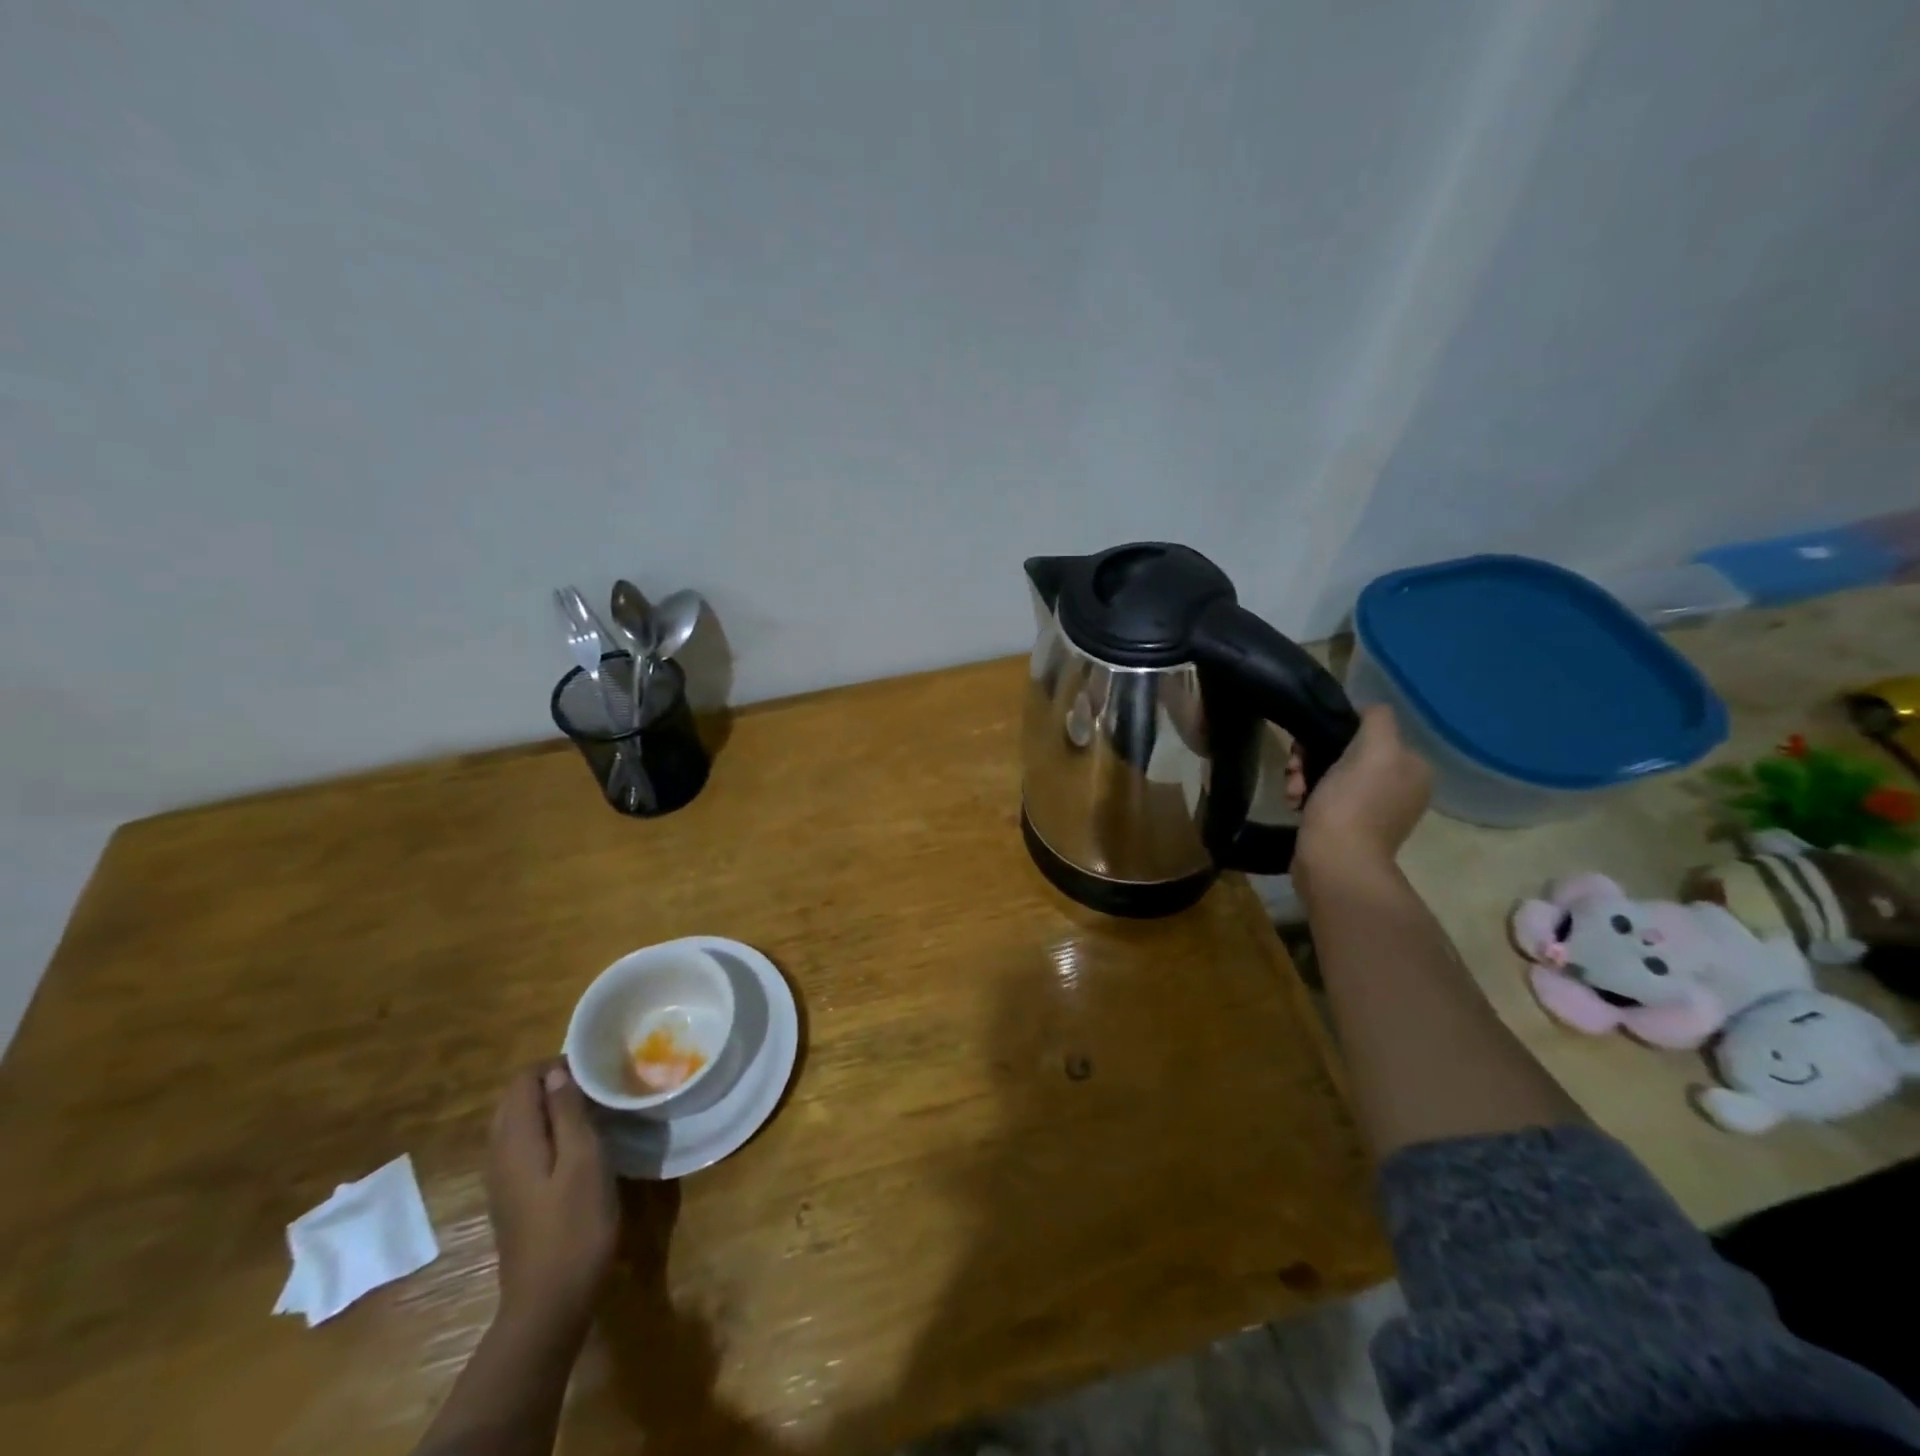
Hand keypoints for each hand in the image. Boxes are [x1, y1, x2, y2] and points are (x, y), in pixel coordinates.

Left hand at [485, 1063, 618, 1338]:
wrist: (549, 1303)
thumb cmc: (574, 1225)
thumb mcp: (583, 1159)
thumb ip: (567, 1112)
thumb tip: (556, 1072)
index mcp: (514, 1140)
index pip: (523, 1080)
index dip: (557, 1065)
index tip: (596, 1070)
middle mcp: (499, 1154)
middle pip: (516, 1100)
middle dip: (553, 1084)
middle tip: (597, 1086)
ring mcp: (502, 1179)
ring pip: (519, 1124)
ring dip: (551, 1108)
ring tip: (593, 1109)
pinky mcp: (514, 1198)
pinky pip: (524, 1147)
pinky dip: (548, 1132)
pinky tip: (578, 1145)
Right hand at [1286, 703, 1430, 886]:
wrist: (1334, 861)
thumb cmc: (1352, 803)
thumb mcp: (1374, 749)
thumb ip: (1377, 720)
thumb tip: (1368, 711)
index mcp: (1412, 768)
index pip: (1368, 732)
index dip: (1334, 733)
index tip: (1309, 746)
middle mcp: (1399, 787)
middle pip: (1346, 754)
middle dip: (1313, 758)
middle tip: (1295, 770)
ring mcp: (1374, 810)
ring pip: (1330, 775)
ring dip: (1304, 777)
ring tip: (1292, 791)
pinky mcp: (1348, 827)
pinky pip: (1324, 799)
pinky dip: (1305, 797)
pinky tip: (1294, 804)